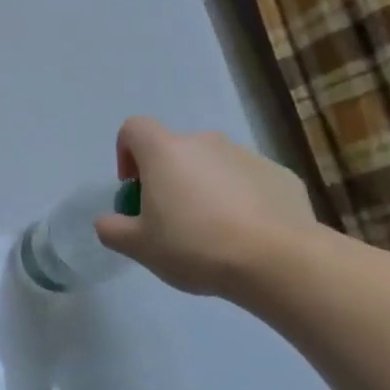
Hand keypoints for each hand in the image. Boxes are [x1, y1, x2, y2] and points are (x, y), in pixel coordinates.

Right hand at [93, 117, 316, 297]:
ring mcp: (248, 155)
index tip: (133, 188)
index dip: (126, 153)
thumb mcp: (138, 247)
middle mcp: (205, 142)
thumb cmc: (195, 246)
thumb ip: (113, 229)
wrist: (278, 260)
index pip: (134, 128)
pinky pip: (248, 182)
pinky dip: (241, 200)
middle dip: (168, 178)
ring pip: (213, 166)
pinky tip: (245, 236)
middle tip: (170, 220)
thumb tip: (108, 221)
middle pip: (175, 150)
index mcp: (165, 152)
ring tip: (212, 233)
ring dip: (205, 188)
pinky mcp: (281, 175)